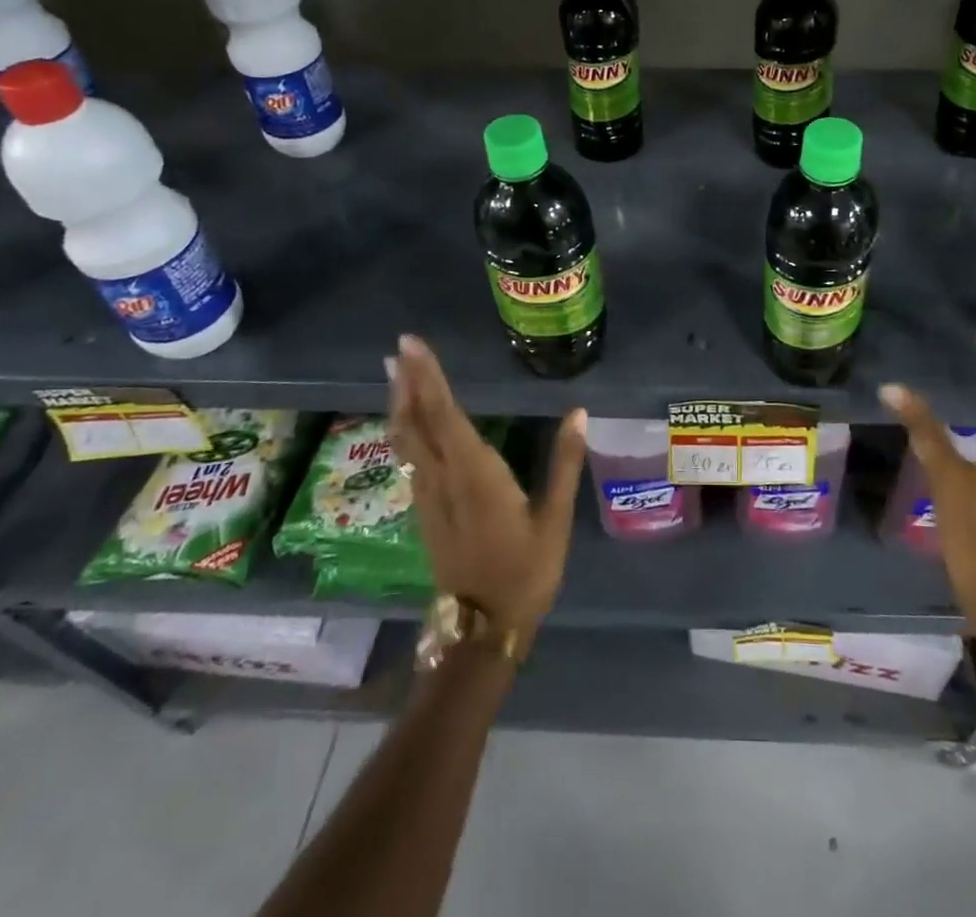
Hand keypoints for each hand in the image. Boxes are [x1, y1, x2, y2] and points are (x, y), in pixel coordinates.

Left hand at [385, 334, 586, 639]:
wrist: (481, 629)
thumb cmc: (524, 572)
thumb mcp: (554, 519)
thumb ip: (564, 462)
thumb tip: (579, 412)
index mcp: (474, 474)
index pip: (444, 415)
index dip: (428, 378)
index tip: (413, 347)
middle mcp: (443, 478)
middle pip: (418, 422)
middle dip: (409, 382)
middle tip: (399, 349)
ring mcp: (428, 496)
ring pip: (406, 440)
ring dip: (401, 403)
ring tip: (396, 375)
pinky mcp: (424, 511)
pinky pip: (408, 458)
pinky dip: (404, 431)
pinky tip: (406, 424)